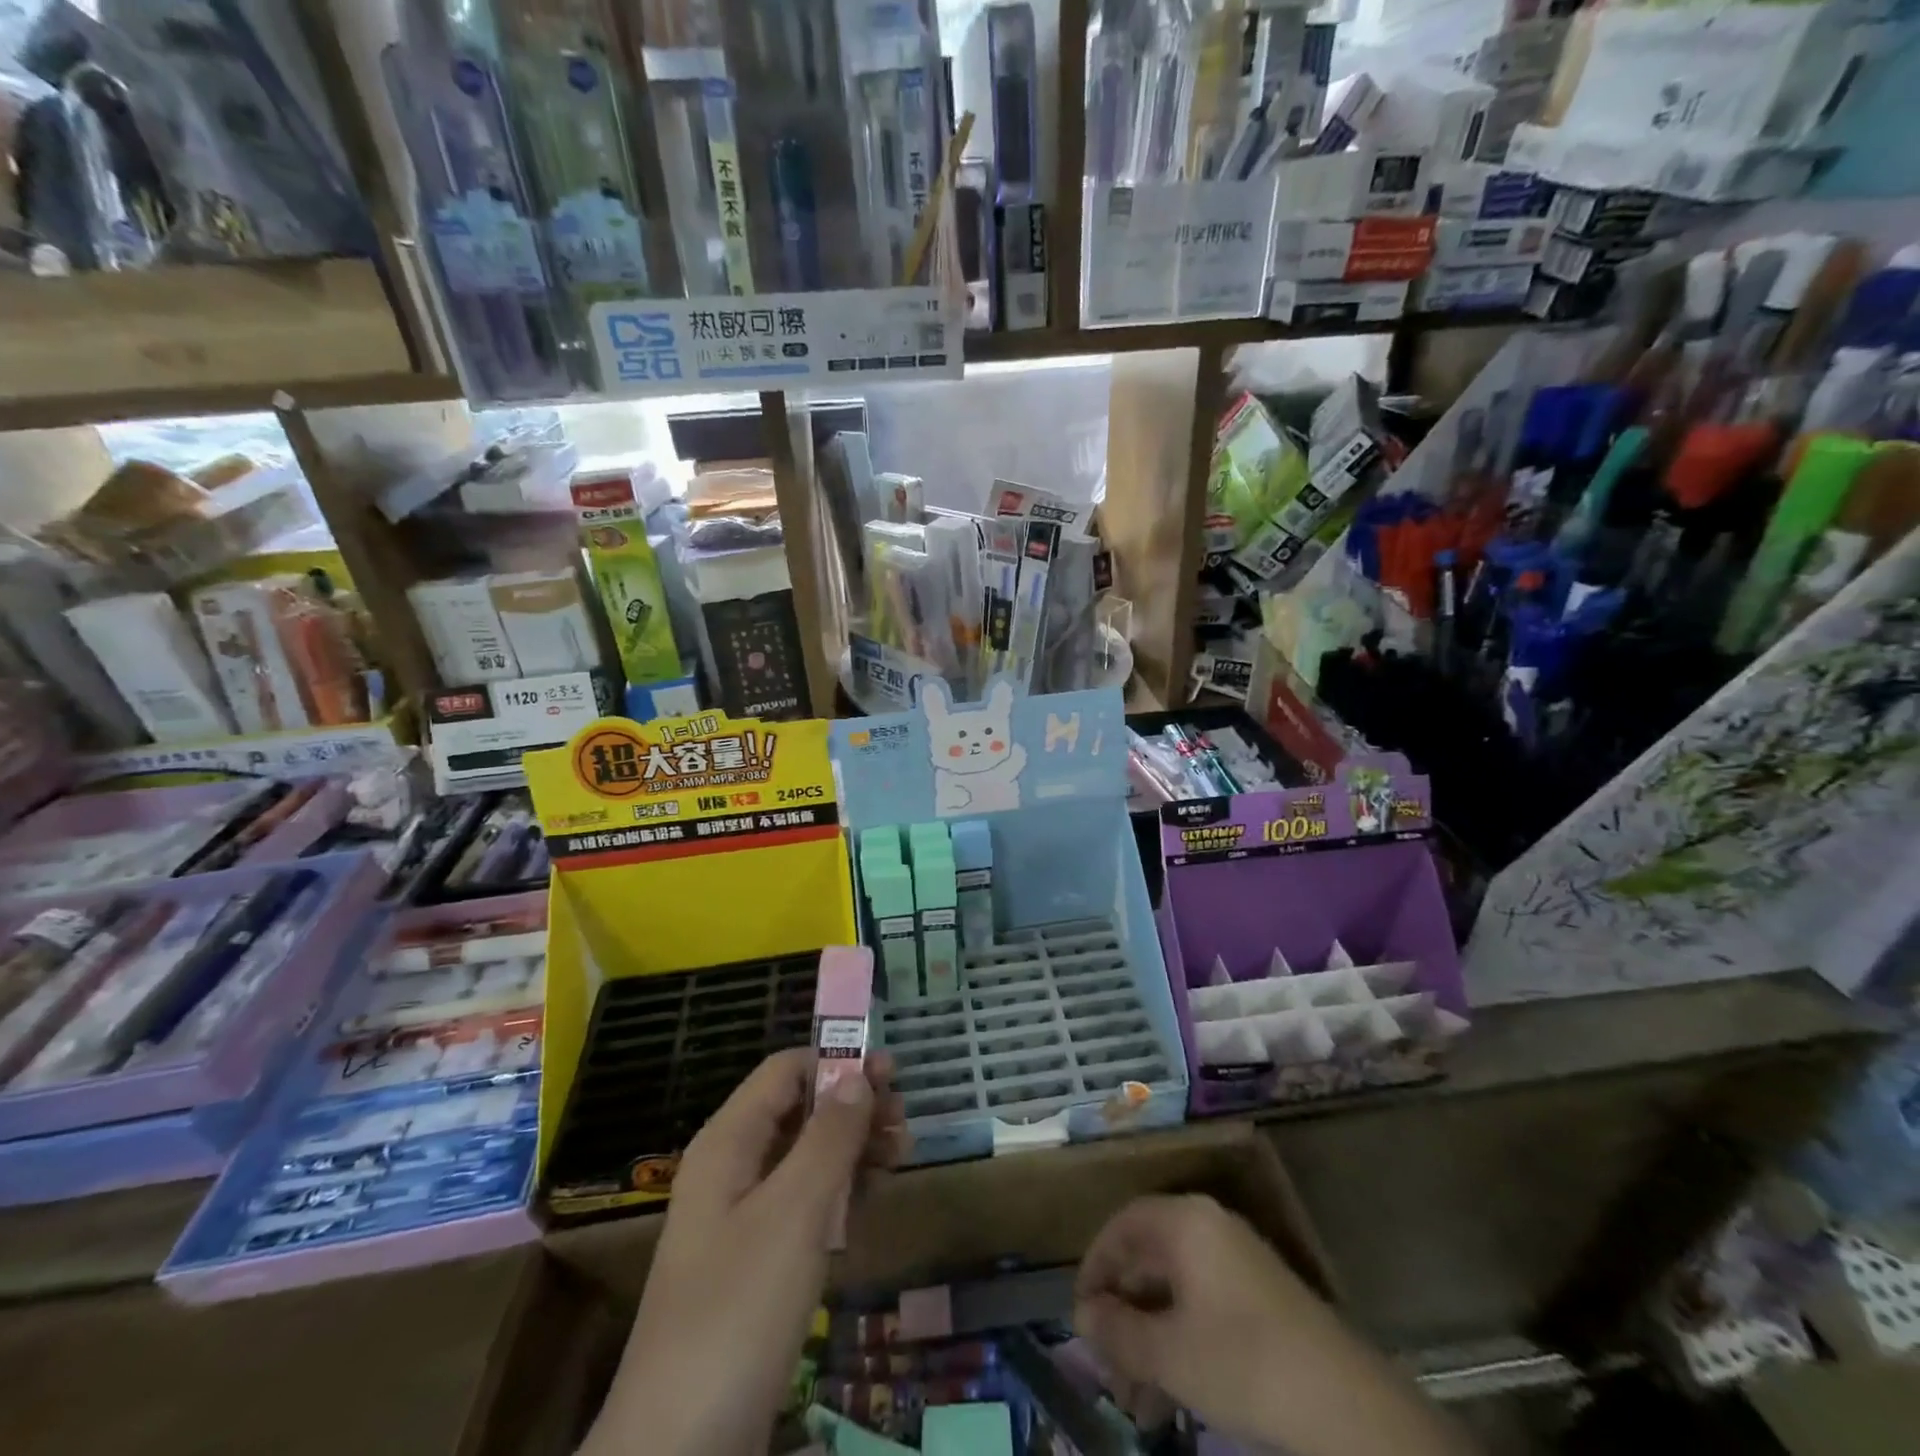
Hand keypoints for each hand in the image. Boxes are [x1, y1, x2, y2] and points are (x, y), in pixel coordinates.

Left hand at [583, 1048, 907, 1455]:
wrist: (679, 1454)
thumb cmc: (737, 1313)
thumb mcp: (793, 1214)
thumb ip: (829, 1137)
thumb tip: (858, 1075)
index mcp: (728, 1144)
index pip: (783, 1072)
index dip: (836, 1062)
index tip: (892, 1074)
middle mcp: (731, 1171)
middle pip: (798, 1112)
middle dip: (852, 1105)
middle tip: (905, 1120)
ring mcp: (742, 1221)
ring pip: (805, 1158)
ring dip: (852, 1147)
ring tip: (900, 1153)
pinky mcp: (756, 1266)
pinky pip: (803, 1205)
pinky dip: (839, 1191)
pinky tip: (871, 1198)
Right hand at [1074, 1196, 1473, 1455]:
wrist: (1345, 1404)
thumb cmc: (1243, 1362)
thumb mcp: (1169, 1353)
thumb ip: (1118, 1332)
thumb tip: (1083, 1316)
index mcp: (1184, 1221)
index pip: (1122, 1226)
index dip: (1095, 1267)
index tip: (1080, 1315)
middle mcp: (1208, 1227)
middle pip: (1147, 1260)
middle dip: (1122, 1318)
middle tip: (1108, 1371)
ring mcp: (1237, 1260)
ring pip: (1174, 1290)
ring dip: (1148, 1340)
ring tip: (1137, 1402)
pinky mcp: (1258, 1296)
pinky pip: (1201, 1305)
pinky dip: (1179, 1341)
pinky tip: (1172, 1394)